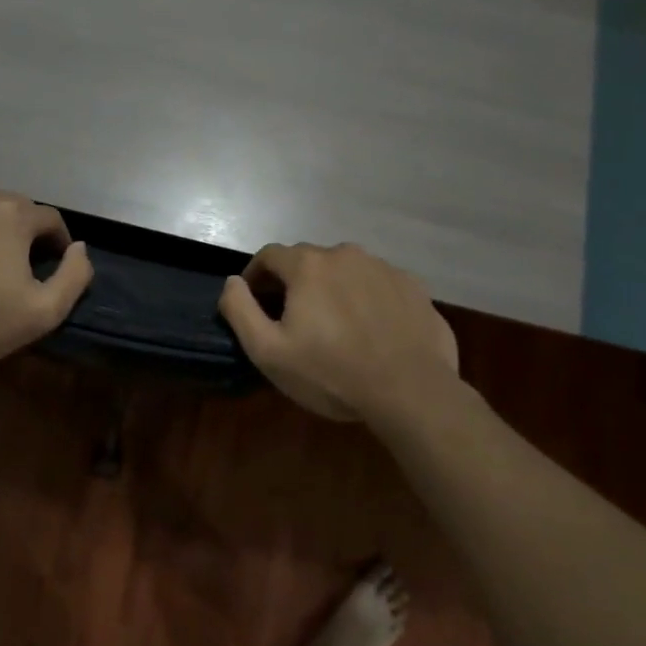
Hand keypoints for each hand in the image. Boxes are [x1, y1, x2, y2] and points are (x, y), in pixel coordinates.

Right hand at [218, 242, 460, 424]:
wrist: (410, 391)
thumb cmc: (331, 372)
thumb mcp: (268, 351)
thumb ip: (240, 310)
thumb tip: (232, 282)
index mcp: (308, 265)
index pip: (269, 255)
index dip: (255, 275)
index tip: (253, 299)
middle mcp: (346, 254)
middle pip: (309, 260)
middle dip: (294, 282)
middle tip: (293, 317)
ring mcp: (384, 268)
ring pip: (346, 270)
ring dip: (333, 288)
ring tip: (335, 324)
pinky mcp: (414, 287)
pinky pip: (378, 285)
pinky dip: (367, 298)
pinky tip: (371, 329)